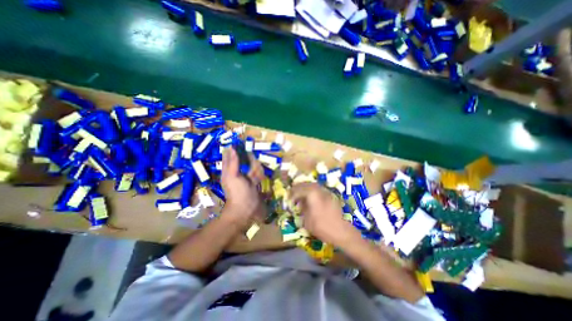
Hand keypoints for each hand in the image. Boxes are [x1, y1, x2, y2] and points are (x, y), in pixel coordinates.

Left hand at [221, 147, 262, 226]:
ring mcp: (246, 179)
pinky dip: (258, 169)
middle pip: (240, 161)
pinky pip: (256, 174)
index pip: (229, 157)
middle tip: (247, 145)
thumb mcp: (232, 176)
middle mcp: (237, 174)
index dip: (232, 150)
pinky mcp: (254, 184)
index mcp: (229, 172)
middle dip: (243, 154)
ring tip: (254, 152)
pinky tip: (261, 165)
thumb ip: (233, 162)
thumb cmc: (238, 192)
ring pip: (248, 167)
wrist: (246, 211)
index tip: (237, 141)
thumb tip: (231, 148)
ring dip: (251, 160)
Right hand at [291, 182, 355, 246]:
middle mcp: (319, 190)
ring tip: (300, 193)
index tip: (288, 197)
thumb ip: (302, 208)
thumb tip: (299, 203)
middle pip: (306, 184)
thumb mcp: (307, 220)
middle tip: (292, 192)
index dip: (292, 193)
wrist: (341, 230)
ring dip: (305, 187)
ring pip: (313, 185)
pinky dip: (312, 190)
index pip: (299, 190)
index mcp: (312, 194)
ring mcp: (326, 192)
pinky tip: (311, 196)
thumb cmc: (322, 226)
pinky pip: (319, 189)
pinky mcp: (331, 195)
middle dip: (298, 187)